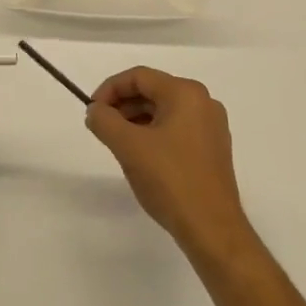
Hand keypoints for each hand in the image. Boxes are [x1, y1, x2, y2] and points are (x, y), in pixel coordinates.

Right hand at [86, 66, 252, 259]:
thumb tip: (95, 110)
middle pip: (153, 91)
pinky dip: (155, 134)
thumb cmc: (170, 180)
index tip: (92, 111)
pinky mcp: (213, 149)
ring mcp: (211, 126)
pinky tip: (142, 157)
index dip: (110, 89)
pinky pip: (177, 129)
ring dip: (137, 120)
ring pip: (164, 111)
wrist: (212, 228)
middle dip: (123, 105)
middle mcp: (203, 102)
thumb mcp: (128, 147)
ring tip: (118, 143)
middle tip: (102, 127)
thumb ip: (104, 121)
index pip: (139, 77)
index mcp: (186, 93)